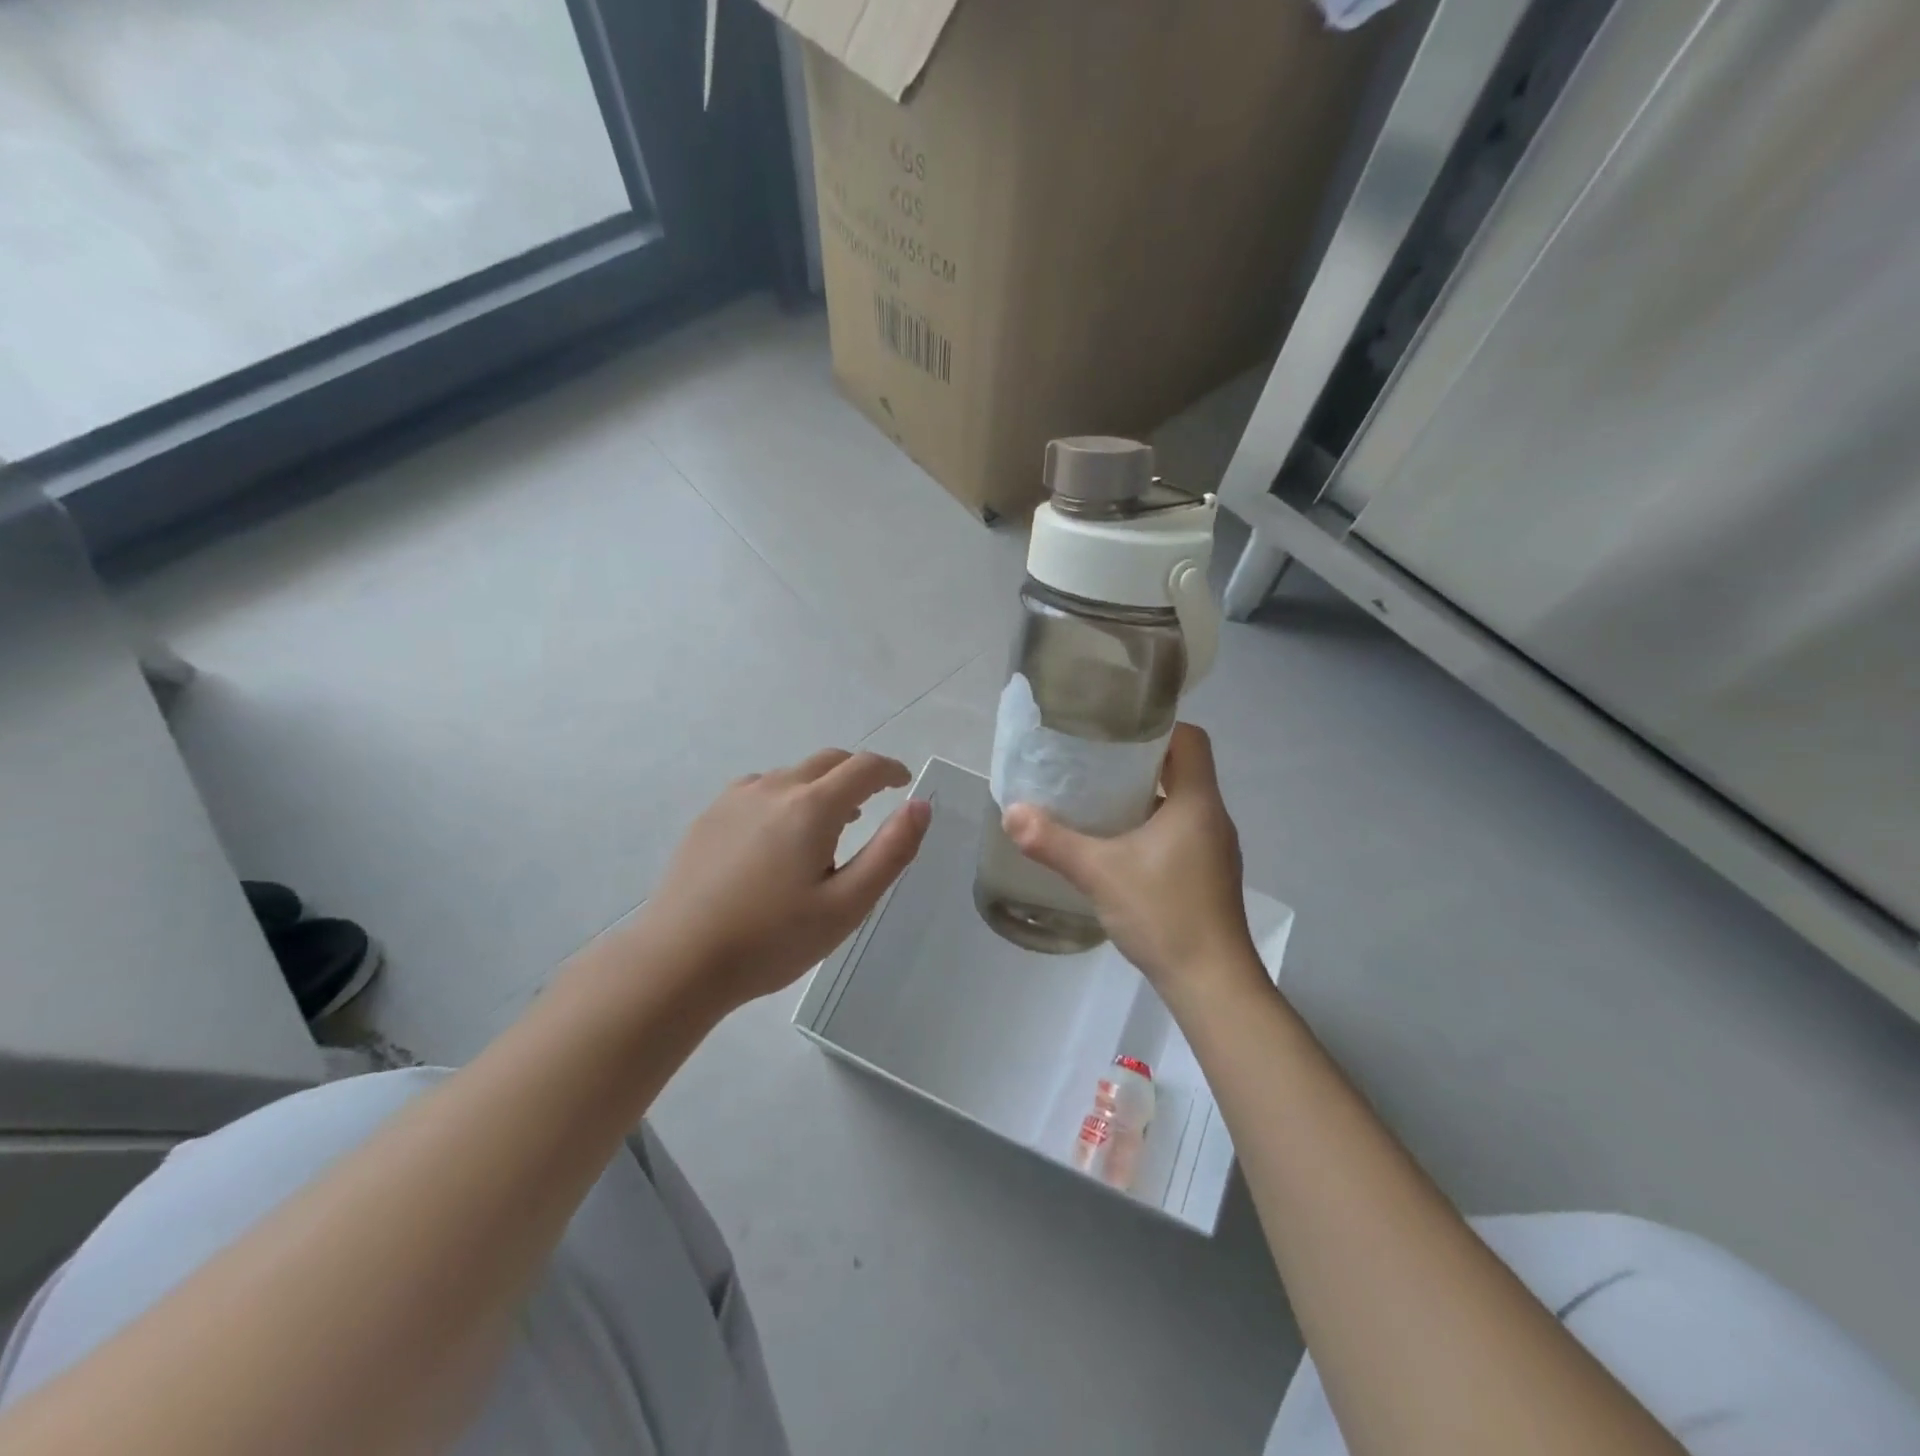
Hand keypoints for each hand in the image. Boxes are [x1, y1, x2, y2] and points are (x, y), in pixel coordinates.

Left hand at [632, 749, 930, 1008]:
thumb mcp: (846, 905)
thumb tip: (920, 805)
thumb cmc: (771, 939)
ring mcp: (735, 799)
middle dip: (857, 774)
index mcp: (812, 807)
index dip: (891, 770)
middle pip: (828, 762)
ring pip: (792, 775)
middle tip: (873, 803)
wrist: (678, 961)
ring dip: (820, 787)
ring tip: (830, 825)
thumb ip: (891, 851)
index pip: (864, 768)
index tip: (904, 783)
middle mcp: (774, 788)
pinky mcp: (709, 817)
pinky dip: (785, 797)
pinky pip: (760, 789)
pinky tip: (778, 836)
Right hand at [1003, 724, 1261, 1006]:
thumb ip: (1053, 842)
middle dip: (1139, 762)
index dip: (1157, 726)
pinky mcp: (1208, 875)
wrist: (1211, 983)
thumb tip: (1011, 813)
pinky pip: (1179, 833)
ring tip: (1096, 799)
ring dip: (1143, 797)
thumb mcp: (1099, 873)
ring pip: (1179, 804)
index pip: (1190, 739)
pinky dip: (1150, 828)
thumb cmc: (1164, 914)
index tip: (1115, 728)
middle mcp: (1212, 818)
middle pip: (1182, 769)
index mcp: (1197, 802)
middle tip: (1092, 762)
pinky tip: (1116, 846)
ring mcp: (1214, 849)